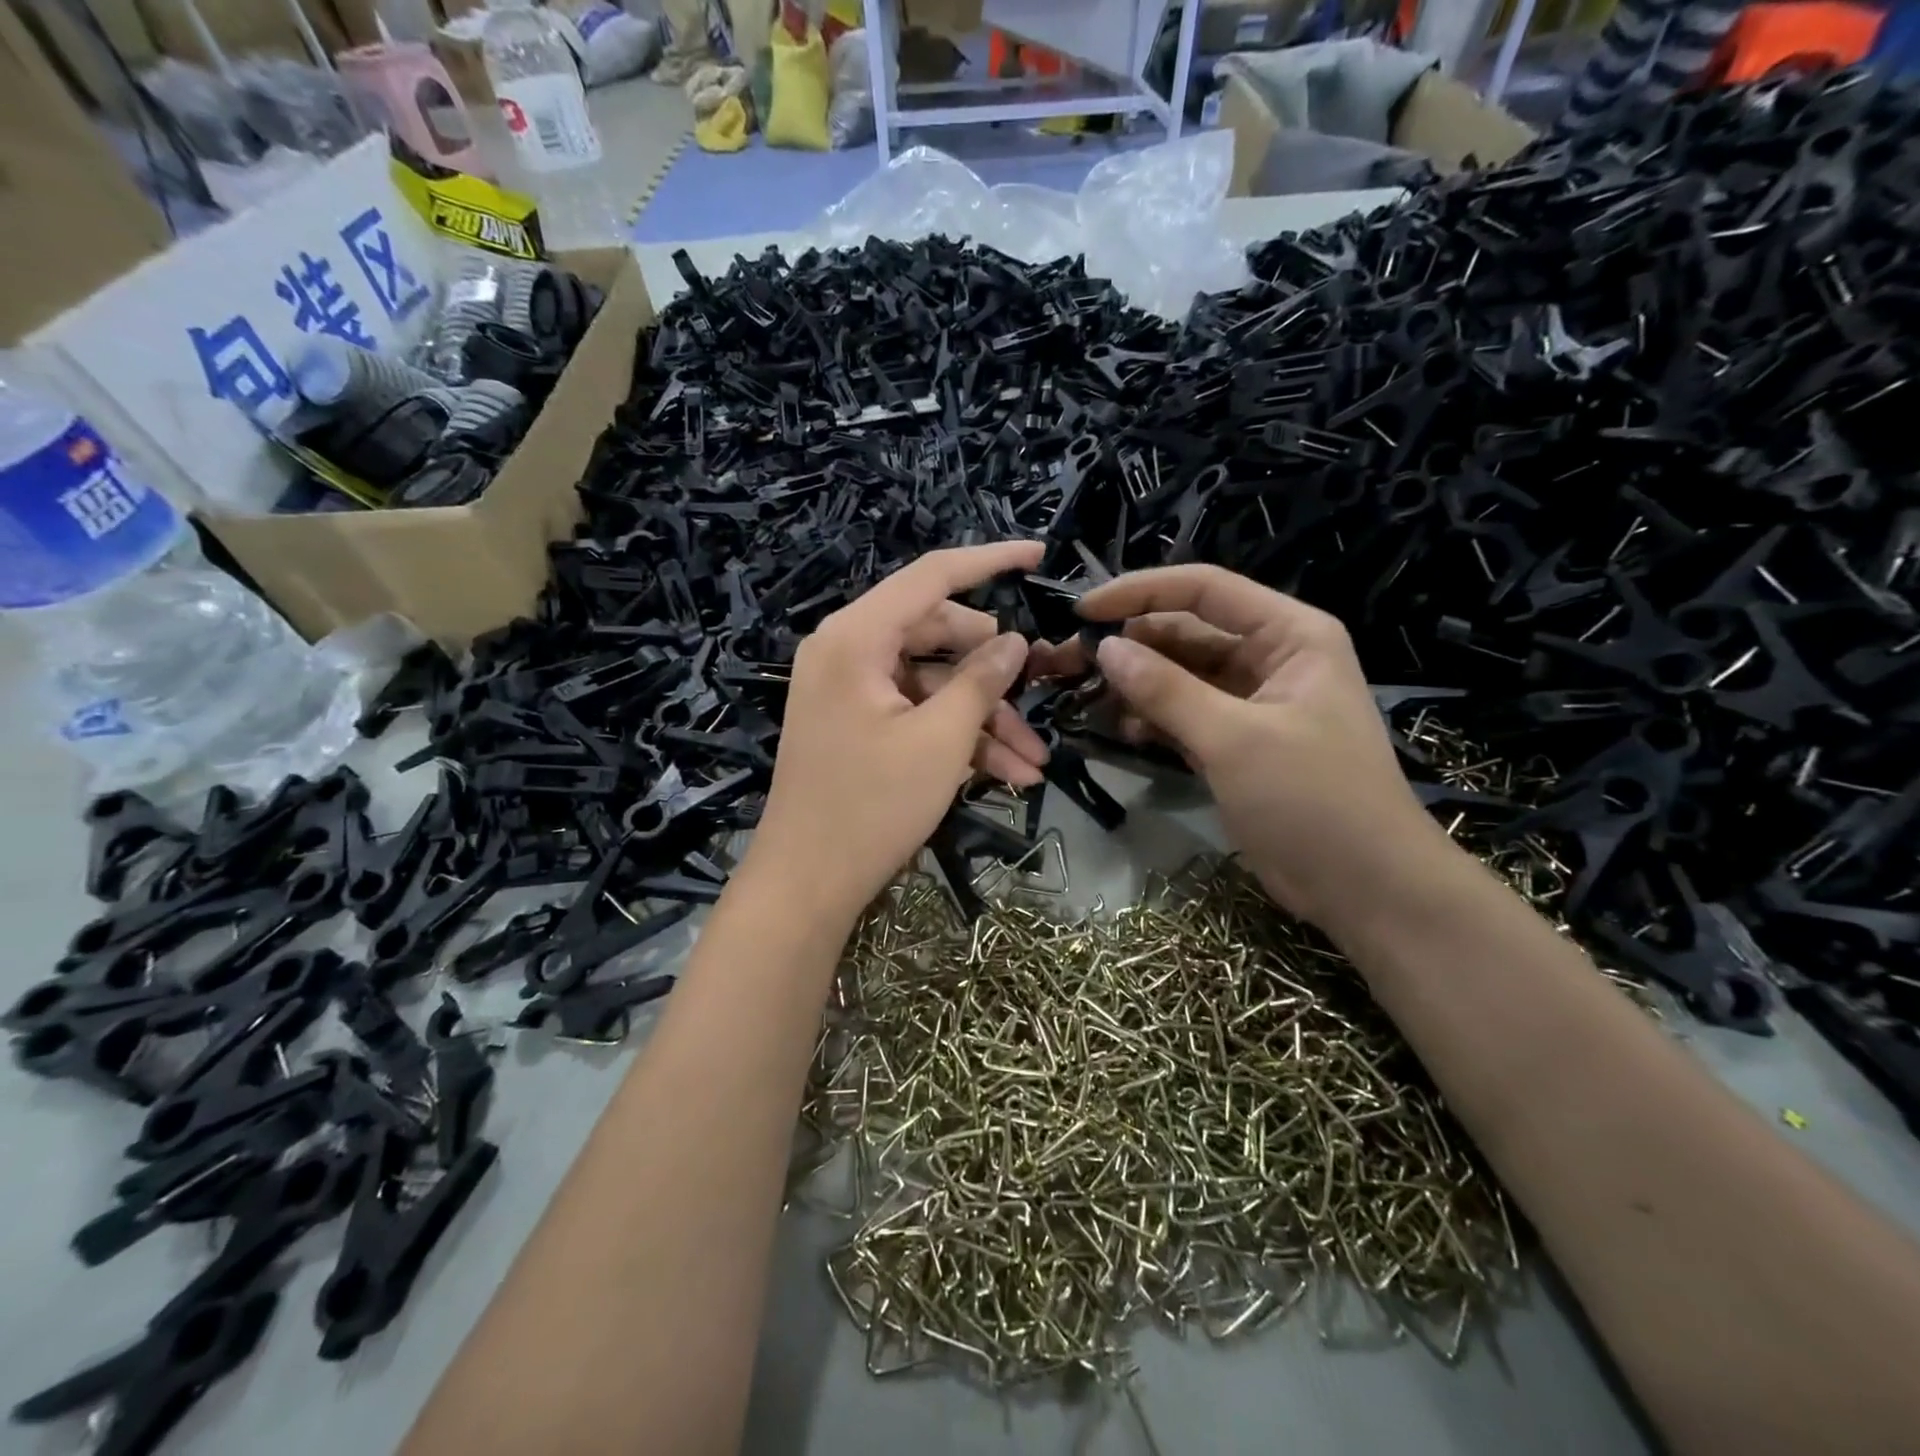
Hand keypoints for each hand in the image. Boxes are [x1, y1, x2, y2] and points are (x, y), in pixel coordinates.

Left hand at [744, 542, 1048, 925]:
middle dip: (994, 672)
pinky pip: (915, 714)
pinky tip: (1007, 775)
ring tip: (1034, 761)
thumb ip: (981, 681)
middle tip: (1040, 691)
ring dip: (984, 718)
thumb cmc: (871, 807)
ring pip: (933, 683)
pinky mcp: (856, 724)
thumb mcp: (940, 740)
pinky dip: (956, 738)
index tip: (1038, 554)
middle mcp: (847, 651)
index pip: (931, 577)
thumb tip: (1015, 641)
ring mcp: (850, 690)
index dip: (989, 561)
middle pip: (937, 634)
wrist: (806, 884)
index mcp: (856, 637)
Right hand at [1032, 565, 1445, 927]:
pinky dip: (1152, 718)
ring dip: (1135, 684)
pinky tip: (1120, 730)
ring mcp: (1251, 702)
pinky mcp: (1236, 742)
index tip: (1083, 613)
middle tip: (1069, 663)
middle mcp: (1270, 657)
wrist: (1365, 887)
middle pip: (1186, 632)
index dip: (1140, 593)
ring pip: (1180, 676)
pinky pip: (1184, 714)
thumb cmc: (1313, 799)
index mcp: (1288, 634)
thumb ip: (1166, 690)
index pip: (1204, 590)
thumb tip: (1106, 648)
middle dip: (1130, 645)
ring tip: (1084, 698)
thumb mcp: (1234, 739)